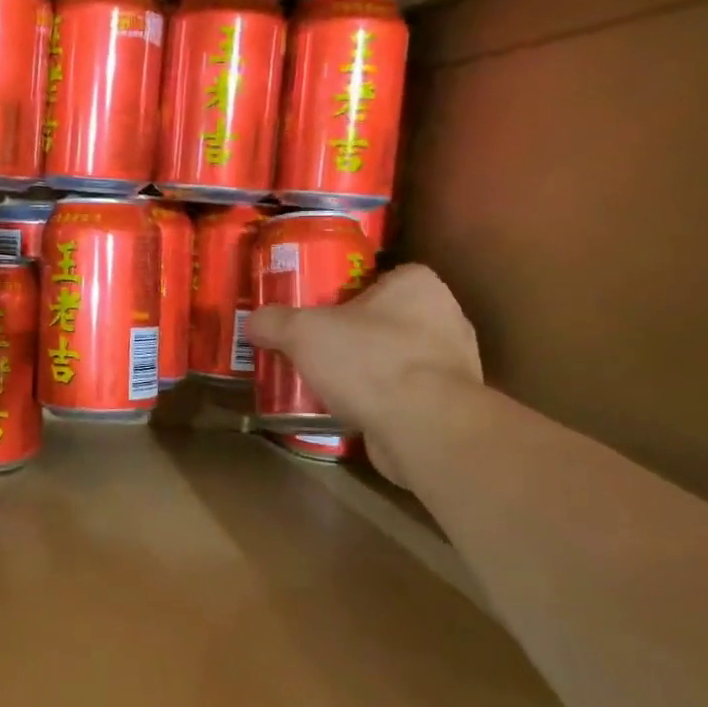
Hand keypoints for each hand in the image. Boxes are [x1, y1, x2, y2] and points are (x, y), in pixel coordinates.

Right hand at [246, 264, 480, 484]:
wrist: (424, 429)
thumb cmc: (369, 360)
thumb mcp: (303, 332)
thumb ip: (274, 322)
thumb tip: (253, 323)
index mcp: (418, 285)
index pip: (380, 277)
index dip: (347, 291)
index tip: (319, 310)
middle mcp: (445, 317)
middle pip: (386, 319)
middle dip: (354, 334)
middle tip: (316, 346)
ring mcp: (454, 364)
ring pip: (397, 358)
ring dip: (368, 370)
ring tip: (327, 382)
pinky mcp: (450, 405)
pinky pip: (407, 395)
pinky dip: (382, 401)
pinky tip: (351, 411)